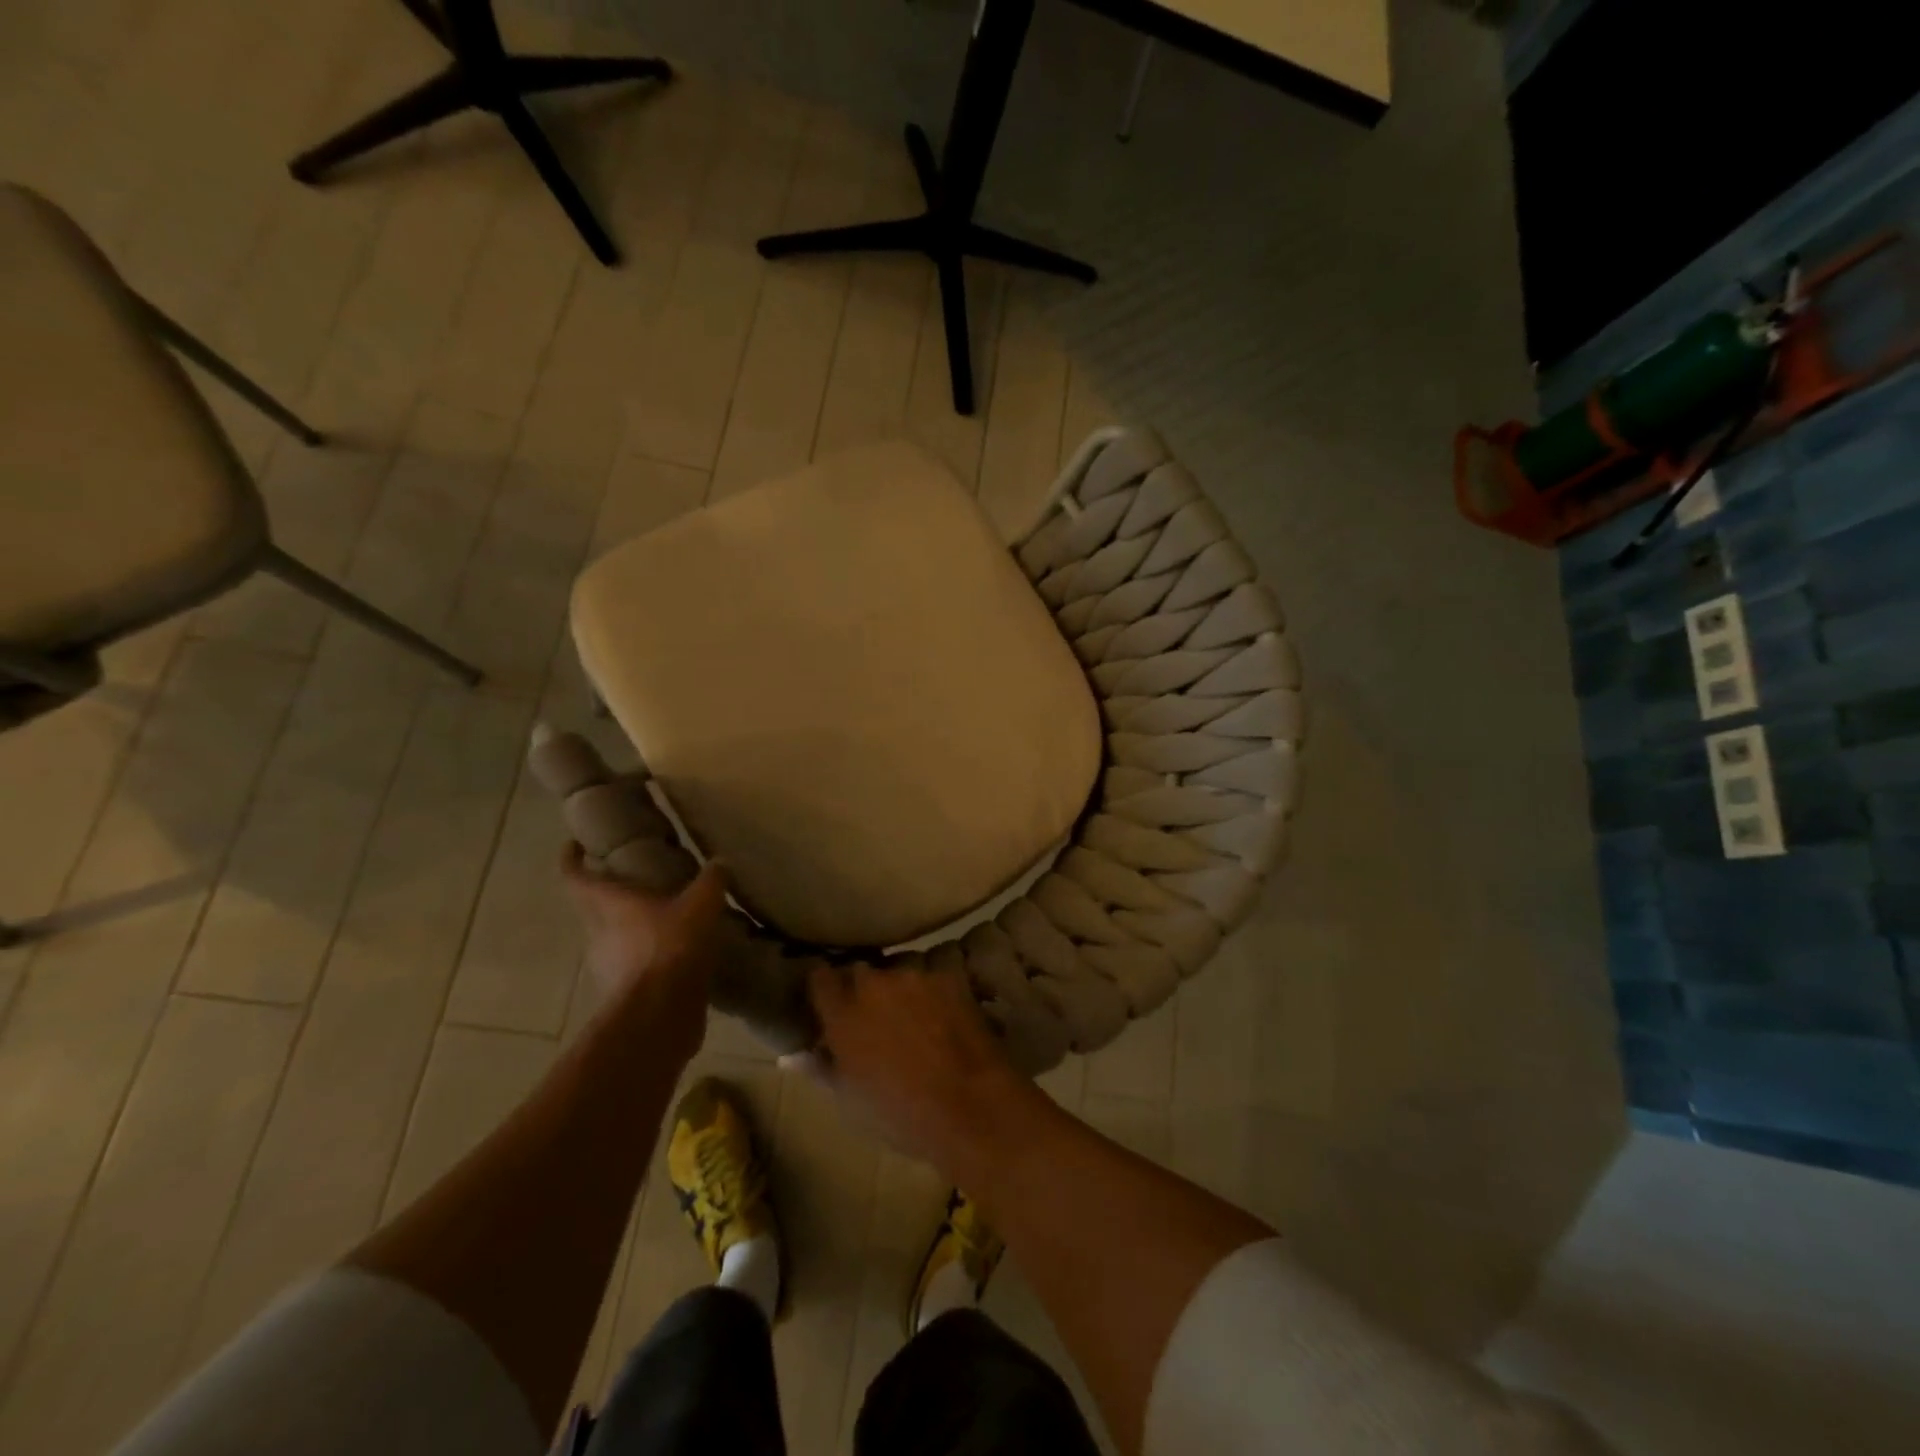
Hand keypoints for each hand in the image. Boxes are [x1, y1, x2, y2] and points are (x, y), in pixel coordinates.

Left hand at [562, 846, 727, 1064]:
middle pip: (592, 908)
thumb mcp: (702, 905)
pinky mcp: (623, 994)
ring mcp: (607, 967)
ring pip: (611, 939)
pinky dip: (646, 958)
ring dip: (629, 929)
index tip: (574, 846)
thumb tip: (719, 863)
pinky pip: (631, 966)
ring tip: (661, 920)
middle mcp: (598, 933)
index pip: (575, 876)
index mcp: (609, 904)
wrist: (661, 1014)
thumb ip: (711, 881)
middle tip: (634, 882)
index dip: (571, 859)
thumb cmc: (672, 947)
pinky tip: (674, 957)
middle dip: (608, 894)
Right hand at [808, 964, 1042, 1179]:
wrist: (970, 1107)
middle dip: (860, 989)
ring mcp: (914, 975)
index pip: (819, 977)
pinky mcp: (949, 977)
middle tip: (871, 1018)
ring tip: (910, 1018)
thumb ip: (820, 1068)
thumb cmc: (900, 1115)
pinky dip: (929, 992)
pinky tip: (941, 1018)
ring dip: (896, 989)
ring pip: (896, 971)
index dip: (823, 987)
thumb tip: (792, 1055)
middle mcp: (874, 983)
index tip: (827, 1001)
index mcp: (842, 1012)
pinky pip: (930, 977)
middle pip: (859, 971)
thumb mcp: (849, 1102)